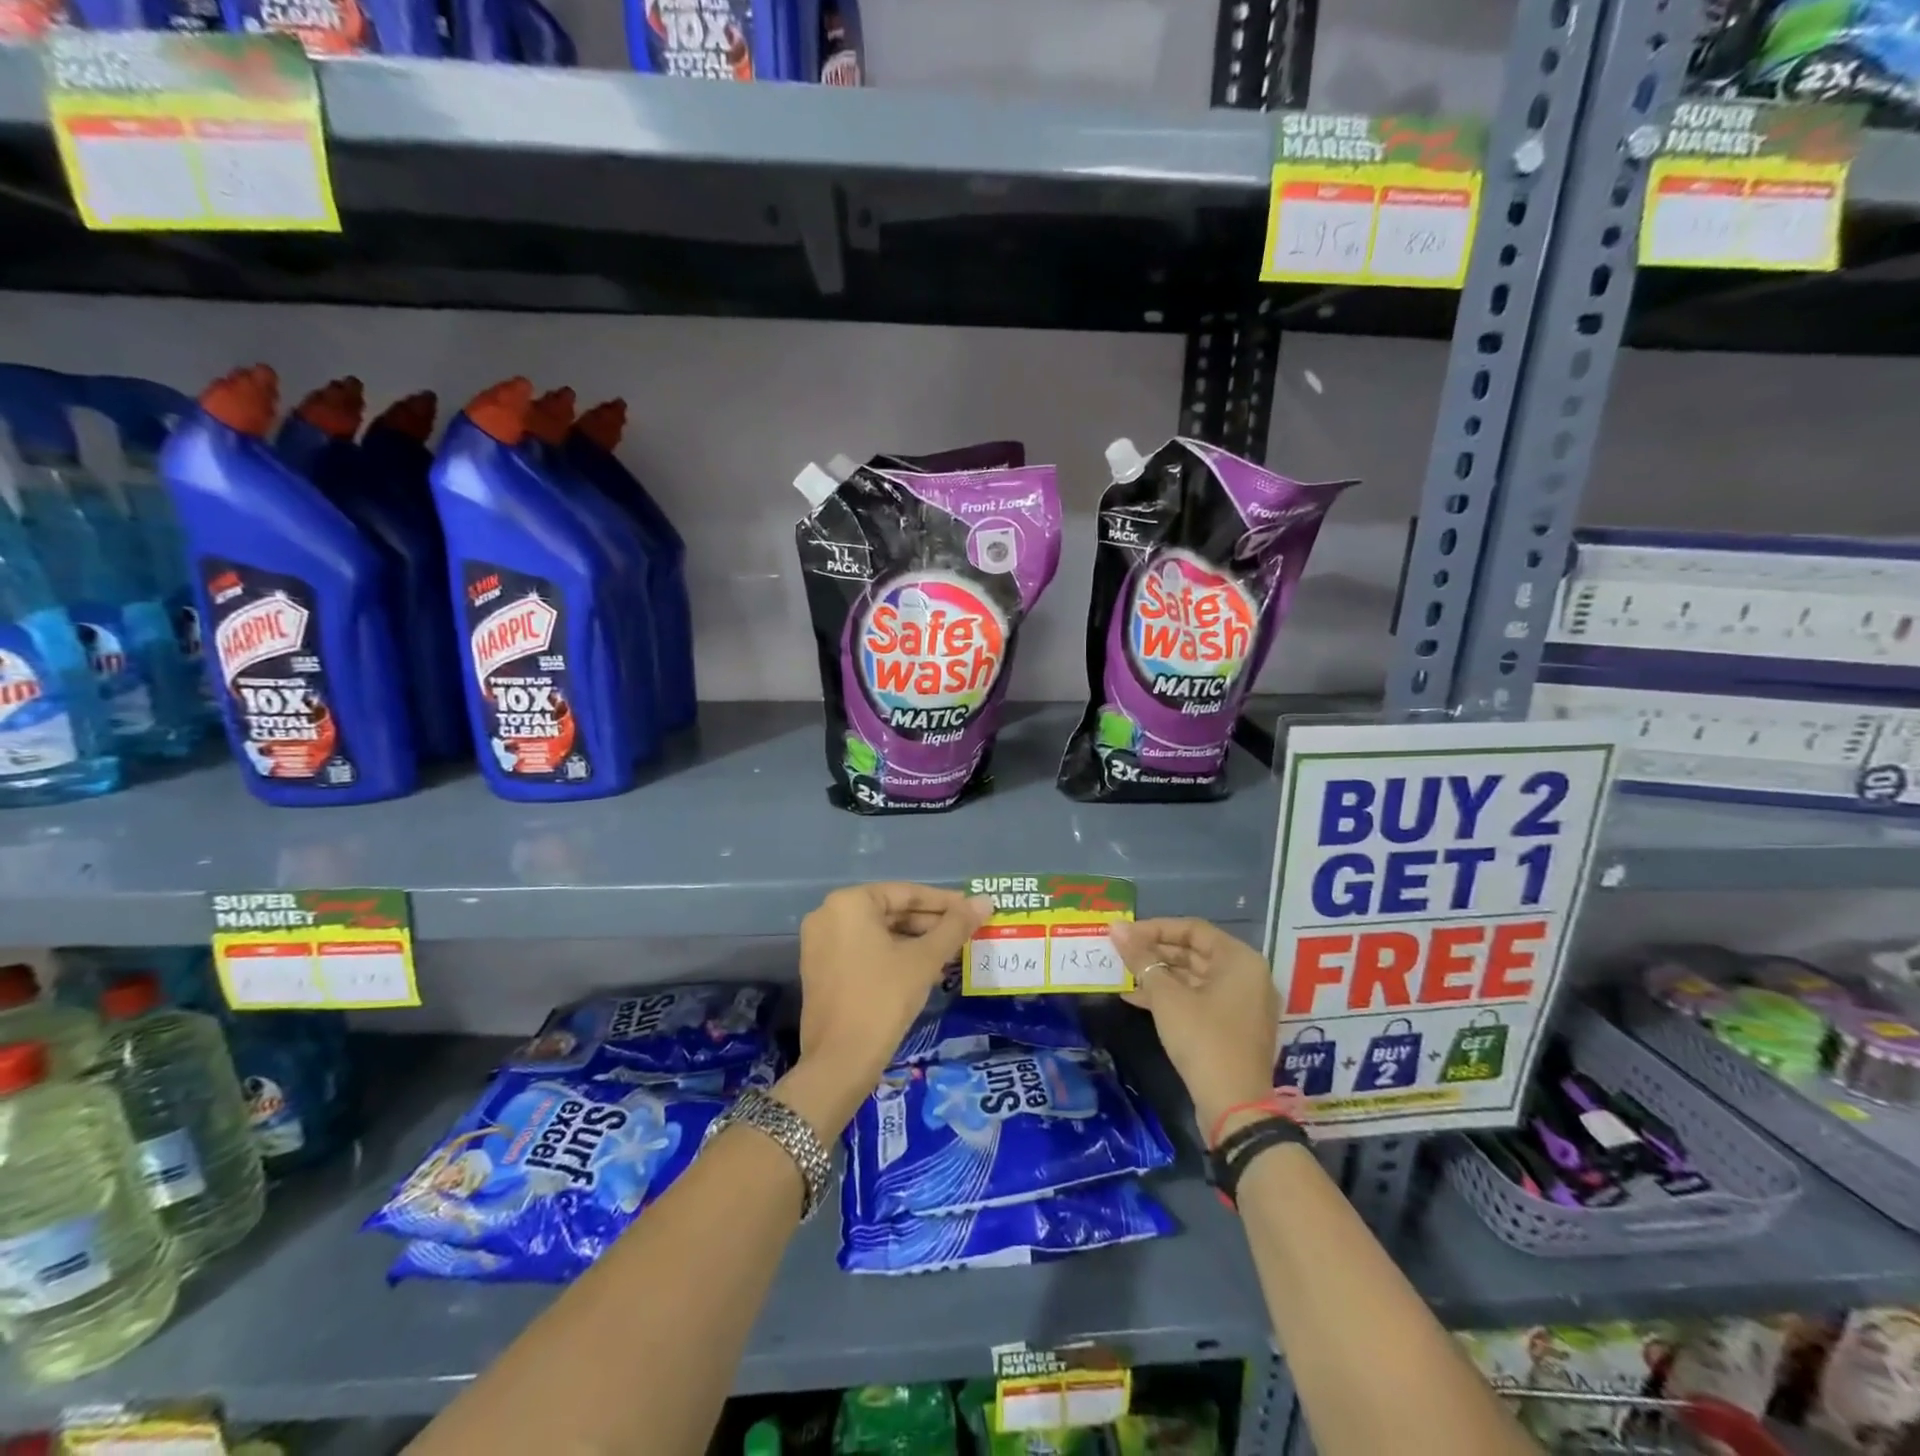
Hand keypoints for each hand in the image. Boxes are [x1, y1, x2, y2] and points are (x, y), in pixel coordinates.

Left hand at [795, 882, 992, 1081]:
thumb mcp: (924, 960)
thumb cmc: (883, 999)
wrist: (840, 1062)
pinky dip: (893, 955)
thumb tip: (985, 901)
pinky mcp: (821, 969)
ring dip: (915, 941)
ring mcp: (821, 943)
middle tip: (966, 932)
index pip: (906, 893)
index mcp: (849, 903)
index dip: (944, 902)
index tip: (972, 909)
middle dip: (929, 923)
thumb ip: (955, 927)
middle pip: (891, 911)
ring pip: (879, 932)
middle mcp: (828, 914)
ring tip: (952, 951)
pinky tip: (925, 968)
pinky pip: (865, 950)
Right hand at [1108, 918, 1280, 1132]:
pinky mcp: (1232, 1027)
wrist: (1234, 1108)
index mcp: (1239, 960)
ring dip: (1158, 975)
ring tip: (1123, 974)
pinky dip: (1170, 997)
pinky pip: (1199, 999)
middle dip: (1154, 952)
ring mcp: (1241, 1003)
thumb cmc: (1203, 1040)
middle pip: (1194, 952)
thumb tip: (1116, 928)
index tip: (1124, 935)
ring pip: (1194, 977)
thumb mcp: (1167, 997)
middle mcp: (1246, 975)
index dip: (1155, 928)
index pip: (1192, 929)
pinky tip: (1135, 999)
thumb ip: (1141, 959)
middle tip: (1120, 953)